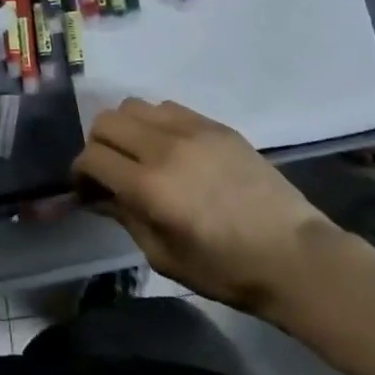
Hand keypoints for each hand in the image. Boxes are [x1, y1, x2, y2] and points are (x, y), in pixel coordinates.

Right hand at [72, 98, 339, 318]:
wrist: (294, 255)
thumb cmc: (226, 269)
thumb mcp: (163, 256)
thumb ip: (125, 217)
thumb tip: (97, 195)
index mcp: (150, 186)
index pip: (91, 157)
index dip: (80, 173)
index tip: (88, 189)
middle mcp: (165, 147)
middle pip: (106, 121)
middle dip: (97, 145)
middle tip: (110, 171)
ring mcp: (193, 130)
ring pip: (134, 106)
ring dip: (126, 128)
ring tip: (139, 155)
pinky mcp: (216, 125)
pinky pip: (168, 107)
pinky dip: (156, 123)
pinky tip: (169, 149)